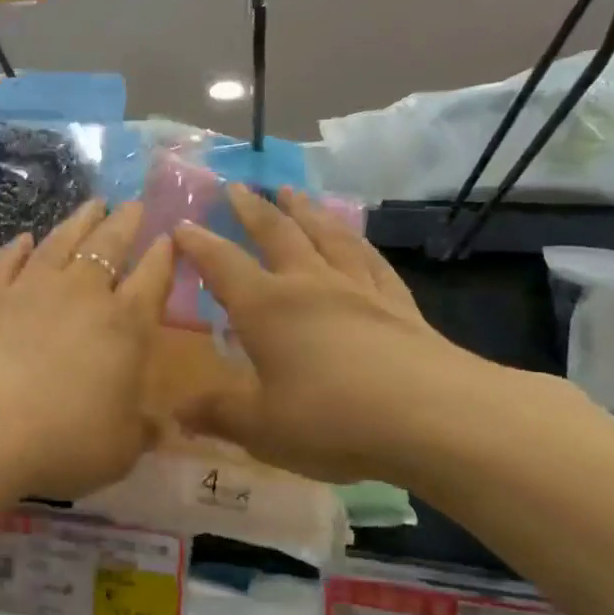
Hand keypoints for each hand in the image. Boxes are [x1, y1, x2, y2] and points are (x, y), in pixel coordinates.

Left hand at [0, 200, 173, 511]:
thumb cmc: (65, 439)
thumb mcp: (120, 449)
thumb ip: (142, 431)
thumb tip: (161, 426)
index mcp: (125, 325)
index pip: (152, 278)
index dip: (164, 256)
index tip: (169, 236)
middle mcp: (83, 294)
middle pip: (109, 245)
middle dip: (125, 222)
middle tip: (133, 204)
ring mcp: (33, 288)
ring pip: (62, 241)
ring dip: (79, 220)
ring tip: (92, 204)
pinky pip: (8, 261)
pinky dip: (18, 247)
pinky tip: (25, 239)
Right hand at [170, 184, 508, 486]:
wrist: (436, 419)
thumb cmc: (333, 420)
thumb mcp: (262, 428)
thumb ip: (218, 414)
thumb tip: (177, 413)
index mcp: (266, 308)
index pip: (222, 264)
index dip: (198, 244)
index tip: (181, 225)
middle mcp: (308, 285)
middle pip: (277, 234)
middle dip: (253, 209)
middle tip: (237, 186)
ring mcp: (358, 290)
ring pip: (326, 236)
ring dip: (305, 210)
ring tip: (292, 191)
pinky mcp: (399, 305)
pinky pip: (371, 261)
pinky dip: (357, 242)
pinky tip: (355, 238)